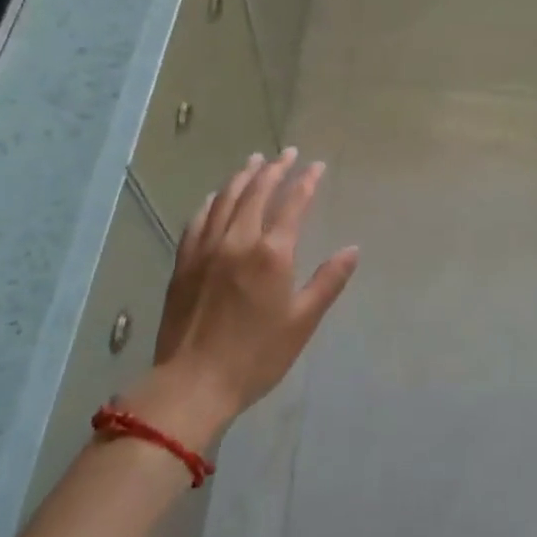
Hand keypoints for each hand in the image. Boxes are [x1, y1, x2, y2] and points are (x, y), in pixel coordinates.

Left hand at [128, 149, 358, 445]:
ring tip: (254, 161)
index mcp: (272, 254)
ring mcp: (207, 248)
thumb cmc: (257, 356)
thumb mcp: (302, 321)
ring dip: (243, 177)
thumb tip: (352, 249)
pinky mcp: (184, 262)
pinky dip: (211, 201)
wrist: (194, 383)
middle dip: (275, 169)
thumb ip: (328, 281)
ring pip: (226, 199)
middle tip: (287, 154)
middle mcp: (238, 240)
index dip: (306, 181)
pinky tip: (216, 196)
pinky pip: (198, 220)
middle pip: (257, 192)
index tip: (316, 166)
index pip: (293, 204)